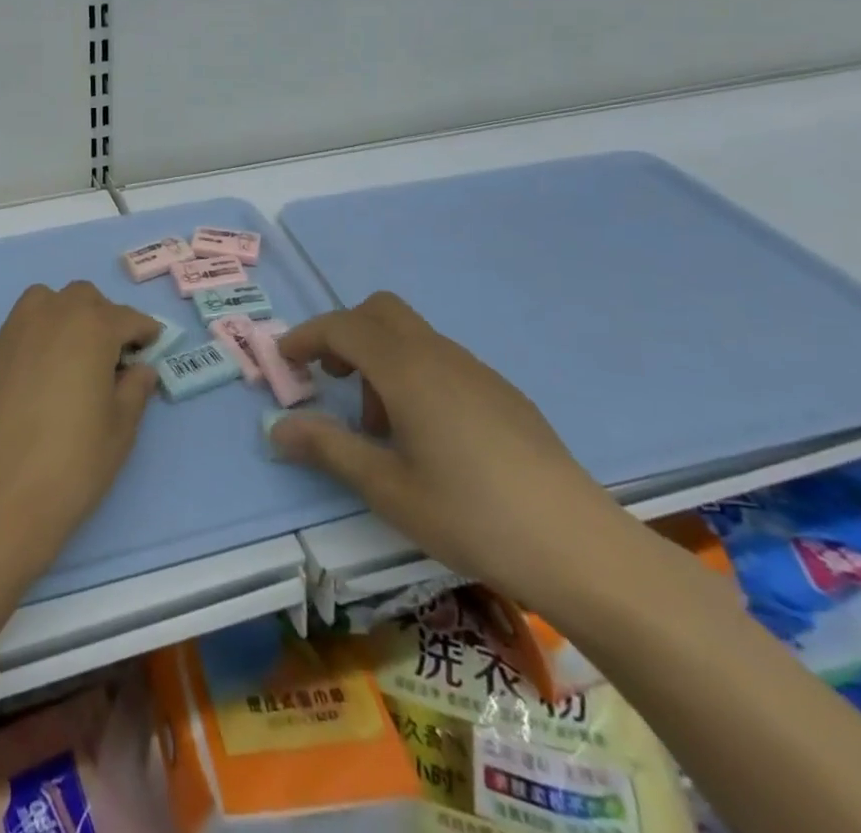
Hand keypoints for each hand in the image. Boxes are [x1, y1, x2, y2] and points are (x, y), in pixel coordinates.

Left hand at [0, 281, 159, 580]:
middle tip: (113, 353)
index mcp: (89, 328)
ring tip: (72, 354)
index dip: (144, 330)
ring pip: (42, 302)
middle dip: (102, 316)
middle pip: (81, 297)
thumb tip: (139, 369)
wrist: (0, 500)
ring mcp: (11, 334)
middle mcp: (48, 317)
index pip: (126, 317)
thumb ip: (134, 389)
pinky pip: (17, 333)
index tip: (152, 345)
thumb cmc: (73, 463)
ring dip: (63, 315)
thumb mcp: (120, 429)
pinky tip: (37, 380)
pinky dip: (34, 341)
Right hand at [271, 292, 636, 609]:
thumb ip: (328, 448)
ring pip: (411, 337)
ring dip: (380, 360)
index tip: (284, 361)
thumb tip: (277, 427)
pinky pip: (441, 361)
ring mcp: (477, 372)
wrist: (583, 550)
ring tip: (380, 428)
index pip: (343, 326)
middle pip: (380, 311)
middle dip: (345, 334)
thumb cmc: (473, 516)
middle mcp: (440, 356)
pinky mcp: (503, 394)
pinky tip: (427, 437)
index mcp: (407, 370)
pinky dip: (413, 376)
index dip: (307, 337)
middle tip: (331, 379)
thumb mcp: (388, 488)